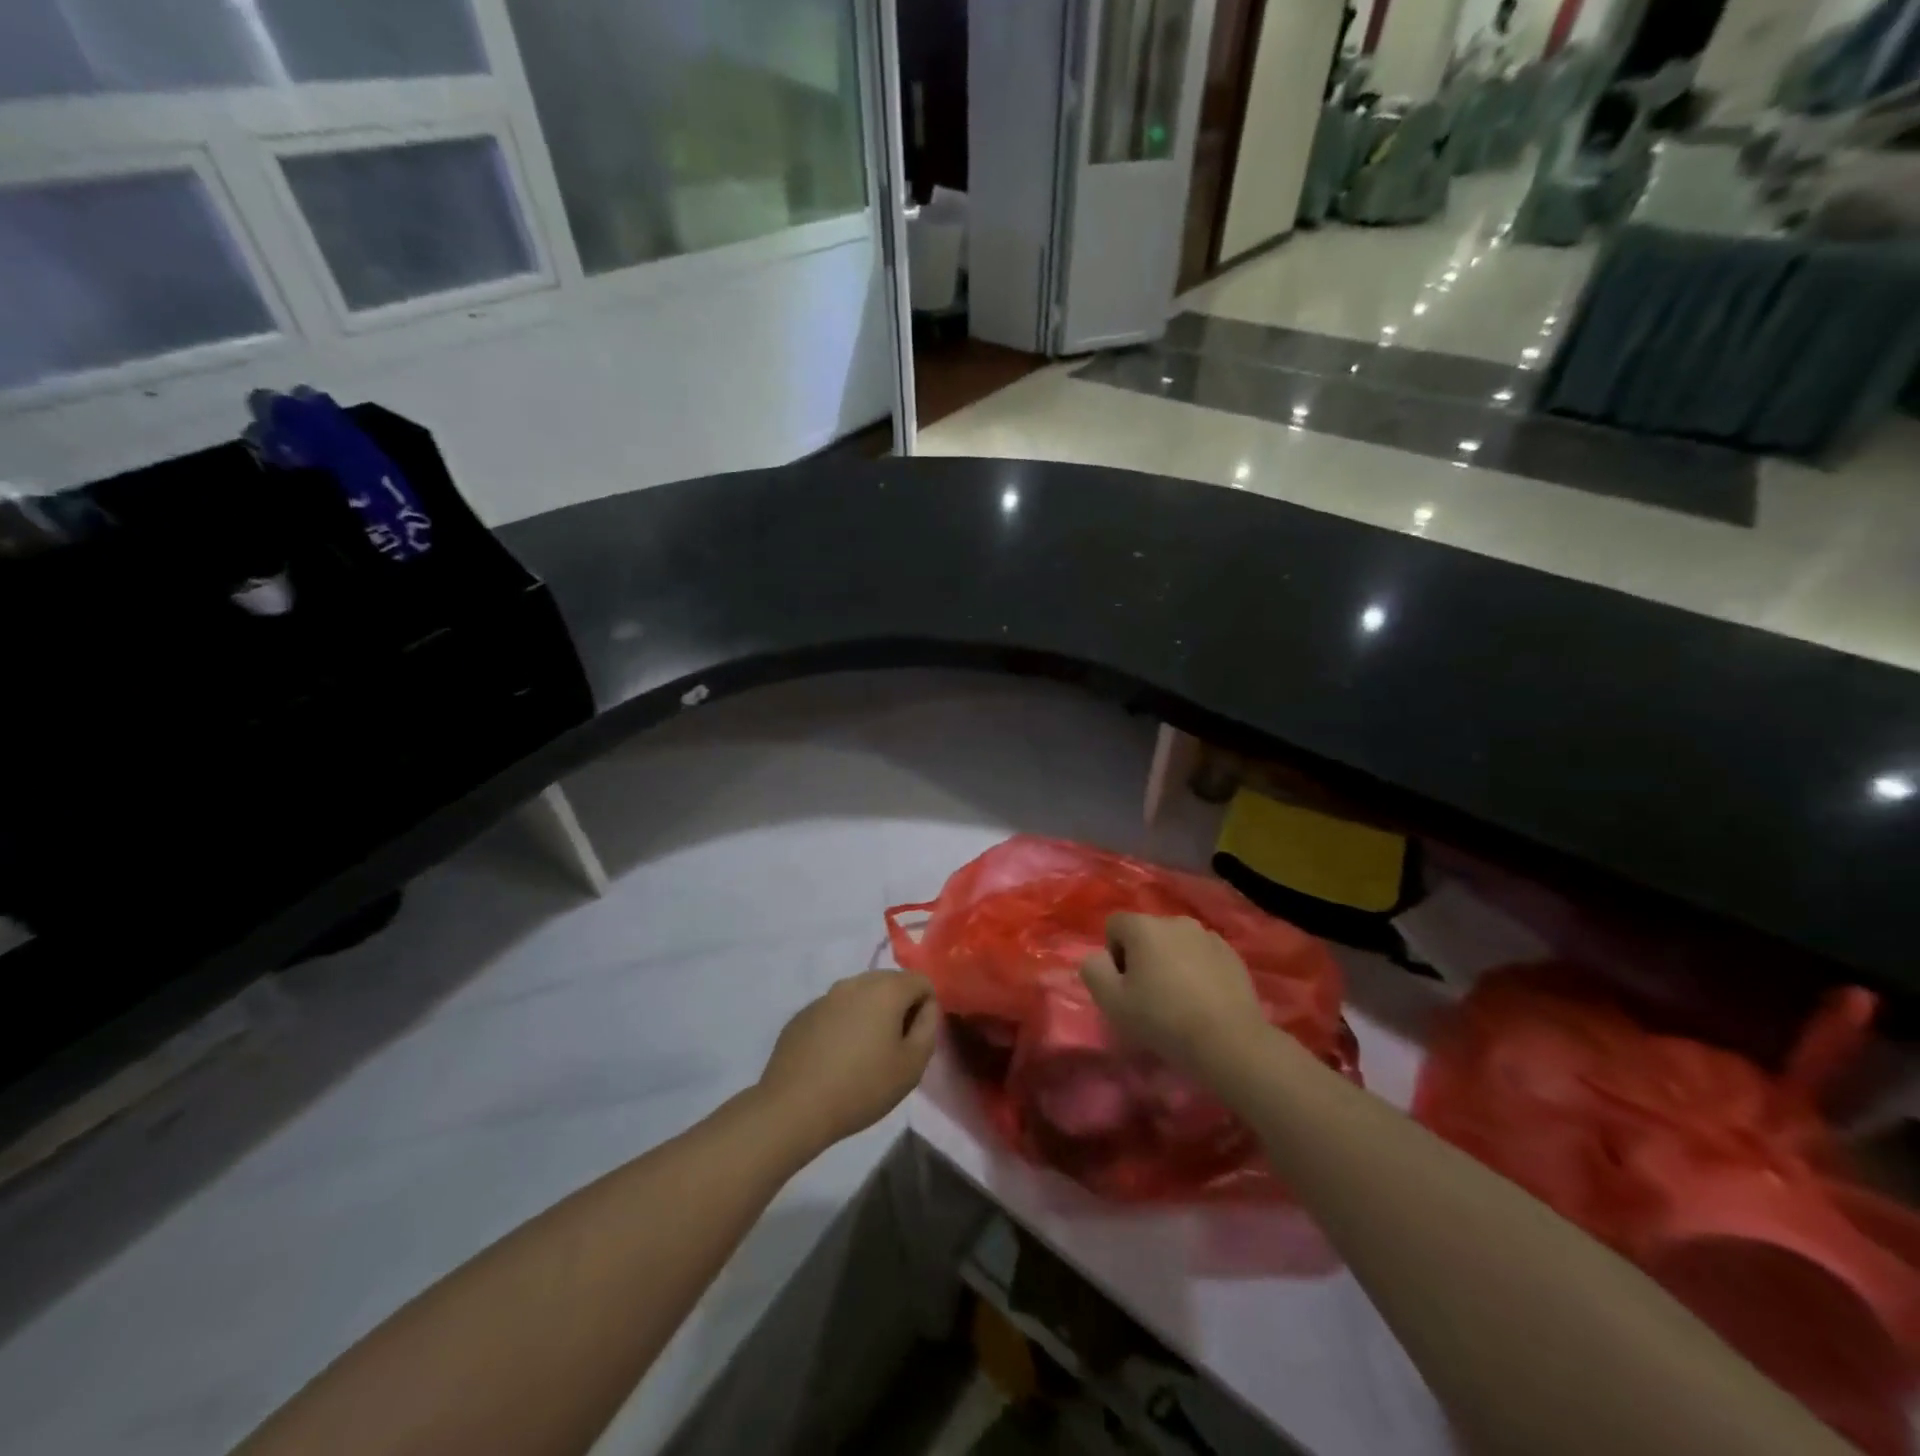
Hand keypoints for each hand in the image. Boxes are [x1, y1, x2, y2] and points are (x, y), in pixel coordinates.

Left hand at [757, 970, 939, 1153]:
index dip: (926, 1008)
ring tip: (863, 1055)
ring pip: (860, 995)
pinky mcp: (803, 1014)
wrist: (794, 1106)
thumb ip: (929, 1027)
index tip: (915, 1040)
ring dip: (870, 1015)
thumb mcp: (912, 1065)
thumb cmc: (862, 1086)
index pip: (921, 981)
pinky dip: (843, 1025)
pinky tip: (834, 1059)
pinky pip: (835, 1011)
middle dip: (899, 1008)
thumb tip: (925, 1007)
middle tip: (893, 1048)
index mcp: (886, 989)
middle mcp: (855, 982)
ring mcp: (825, 996)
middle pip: (890, 983)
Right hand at [1079, 913, 1268, 1076]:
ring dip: (1172, 962)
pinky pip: (1203, 955)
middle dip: (1143, 958)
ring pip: (1176, 944)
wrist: (1230, 1042)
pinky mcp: (1232, 954)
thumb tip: (1099, 957)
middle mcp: (1176, 921)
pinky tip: (1204, 1001)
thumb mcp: (1111, 1001)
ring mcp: (1208, 935)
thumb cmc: (1163, 1019)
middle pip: (1147, 933)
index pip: (1114, 925)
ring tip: (1180, 1000)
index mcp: (1144, 926)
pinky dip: (1198, 971)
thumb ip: (1093, 970)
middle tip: (1150, 996)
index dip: (1114, 955)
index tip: (1125, 986)